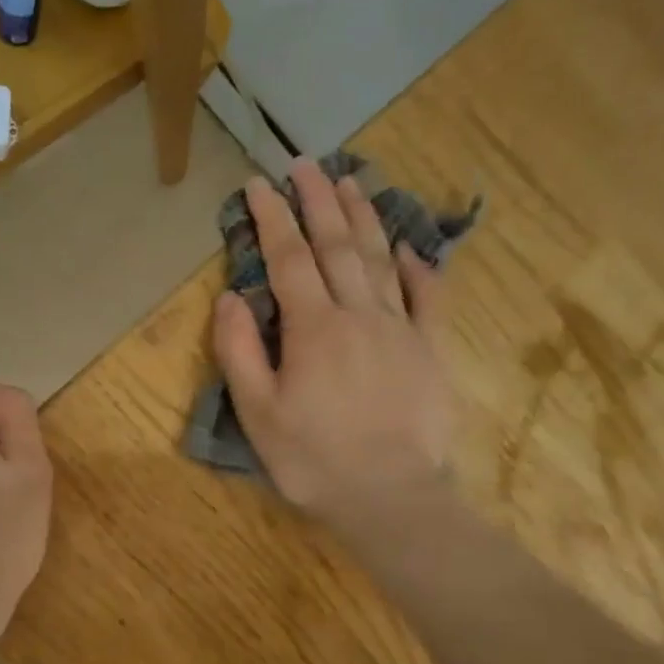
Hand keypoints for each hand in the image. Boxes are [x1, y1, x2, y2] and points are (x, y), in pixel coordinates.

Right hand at [212, 159, 453, 551]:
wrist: (391, 498)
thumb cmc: (313, 459)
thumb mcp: (258, 412)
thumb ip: (240, 351)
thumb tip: (231, 296)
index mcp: (313, 328)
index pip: (288, 259)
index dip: (272, 218)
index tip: (259, 185)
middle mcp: (359, 314)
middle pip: (337, 245)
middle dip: (320, 201)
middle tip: (307, 165)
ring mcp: (401, 329)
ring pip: (381, 259)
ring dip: (364, 218)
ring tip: (352, 181)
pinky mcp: (431, 350)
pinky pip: (429, 297)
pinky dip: (419, 267)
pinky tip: (408, 247)